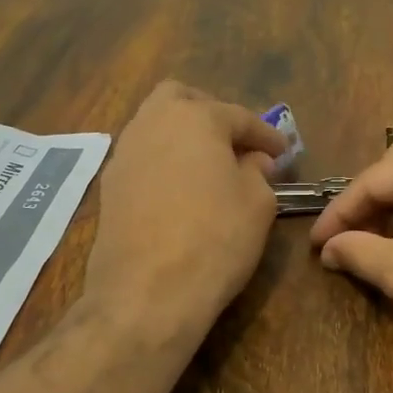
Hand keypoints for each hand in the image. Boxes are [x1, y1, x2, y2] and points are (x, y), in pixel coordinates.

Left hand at [82, 81, 287, 343]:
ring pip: (155, 126)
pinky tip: (181, 191)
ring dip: (183, 137)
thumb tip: (252, 161)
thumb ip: (258, 172)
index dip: (265, 135)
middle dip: (210, 113)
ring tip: (209, 168)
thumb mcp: (257, 203)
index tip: (283, 153)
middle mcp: (151, 124)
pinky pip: (142, 158)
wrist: (147, 293)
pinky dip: (164, 163)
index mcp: (194, 118)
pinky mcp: (109, 187)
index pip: (238, 116)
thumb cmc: (215, 238)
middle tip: (234, 143)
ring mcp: (124, 155)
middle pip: (180, 99)